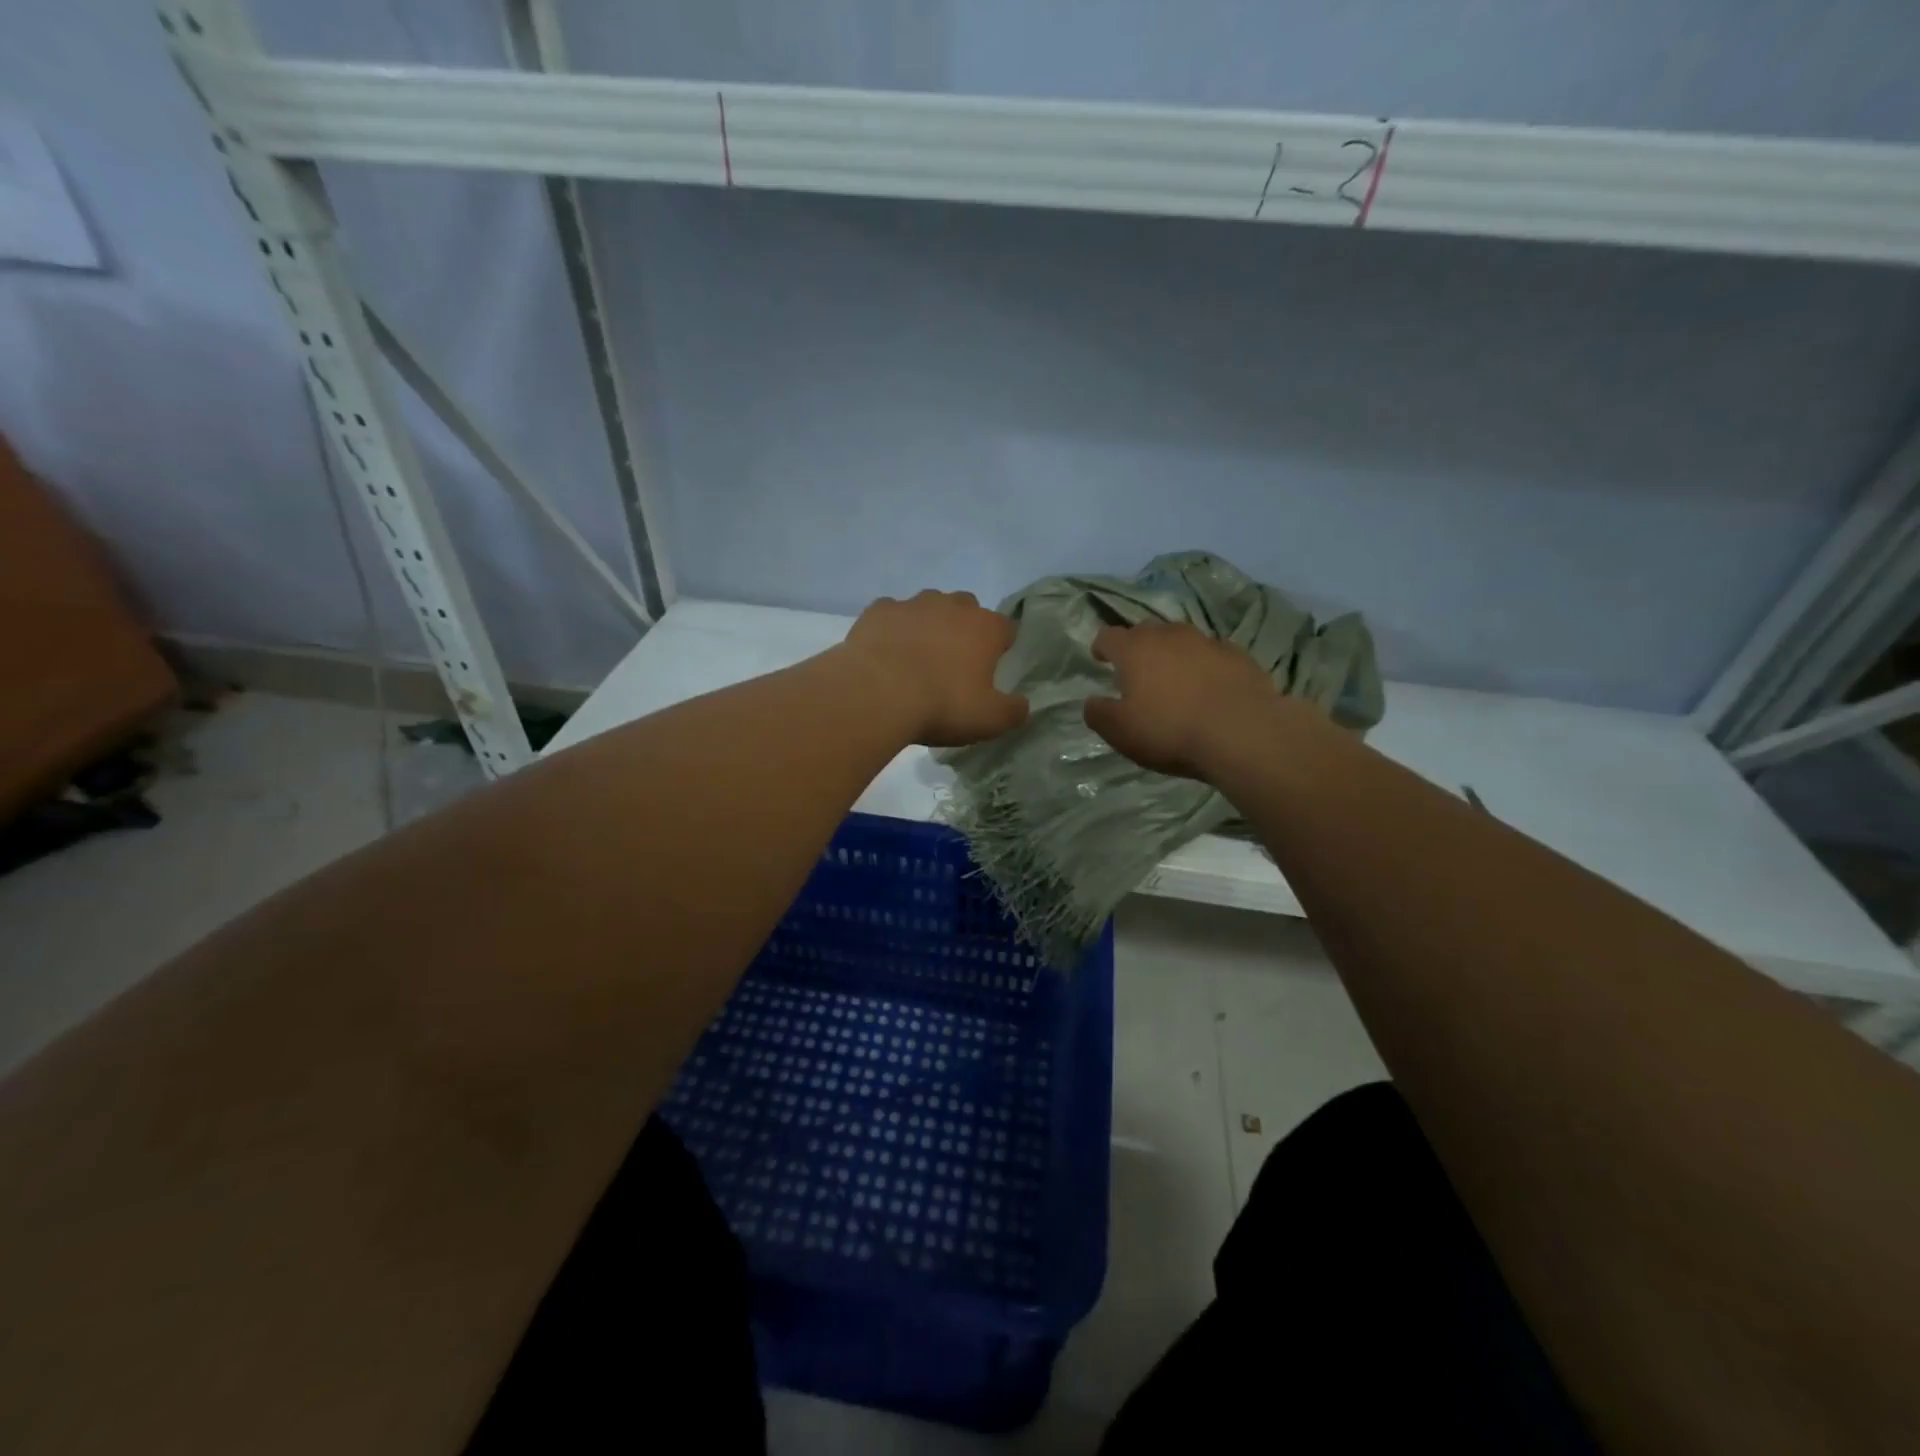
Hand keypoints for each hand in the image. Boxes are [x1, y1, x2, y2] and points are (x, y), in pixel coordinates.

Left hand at [841, 590, 1028, 746]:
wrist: (877, 694)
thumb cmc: (942, 705)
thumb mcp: (990, 720)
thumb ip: (1013, 711)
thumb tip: (1022, 704)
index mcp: (986, 628)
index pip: (1006, 628)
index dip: (1001, 647)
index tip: (991, 669)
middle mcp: (952, 606)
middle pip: (967, 608)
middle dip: (964, 629)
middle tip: (952, 664)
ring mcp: (913, 604)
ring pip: (929, 606)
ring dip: (928, 625)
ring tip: (916, 658)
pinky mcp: (878, 610)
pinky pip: (892, 614)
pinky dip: (893, 629)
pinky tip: (885, 654)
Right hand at [1084, 622, 1279, 777]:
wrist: (1242, 732)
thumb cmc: (1170, 730)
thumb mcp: (1120, 731)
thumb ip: (1099, 714)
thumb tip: (1092, 702)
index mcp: (1134, 649)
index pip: (1108, 636)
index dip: (1101, 647)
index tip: (1100, 658)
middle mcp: (1169, 635)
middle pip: (1145, 631)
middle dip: (1137, 647)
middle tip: (1137, 671)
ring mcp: (1207, 641)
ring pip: (1181, 639)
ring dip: (1173, 653)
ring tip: (1174, 678)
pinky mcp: (1238, 655)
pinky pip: (1212, 654)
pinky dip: (1204, 665)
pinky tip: (1208, 687)